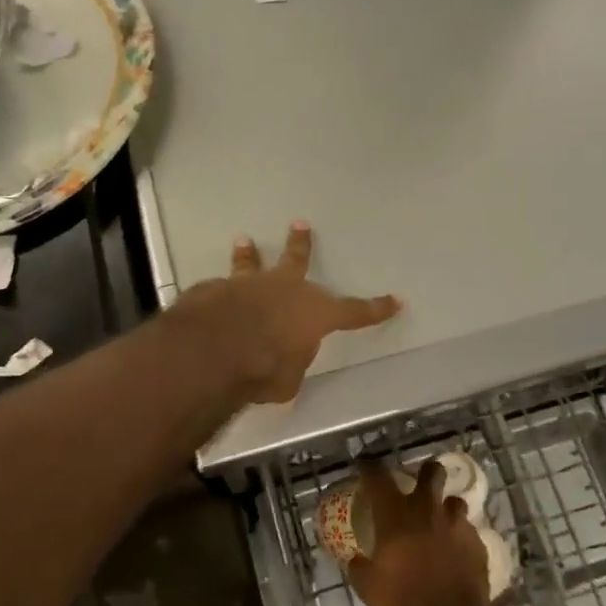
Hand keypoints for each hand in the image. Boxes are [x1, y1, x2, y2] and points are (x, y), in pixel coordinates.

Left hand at [175, 222, 399, 404]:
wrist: (216, 347)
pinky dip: (218, 291)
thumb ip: (290, 365)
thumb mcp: (288, 380)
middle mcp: (285, 290)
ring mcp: (249, 286)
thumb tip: (283, 362)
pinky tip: (210, 292)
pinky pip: (220, 289)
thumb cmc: (265, 368)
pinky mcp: (216, 291)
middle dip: (301, 245)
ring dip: (249, 255)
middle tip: (300, 225)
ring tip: (244, 240)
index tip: (395, 301)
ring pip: (252, 265)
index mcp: (315, 313)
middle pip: (297, 262)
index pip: (355, 312)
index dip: (376, 309)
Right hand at [348, 459, 490, 605]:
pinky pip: (469, 533)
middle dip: (427, 472)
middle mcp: (427, 510)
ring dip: (447, 509)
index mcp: (395, 514)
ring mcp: (456, 526)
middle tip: (420, 484)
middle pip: (431, 472)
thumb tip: (355, 559)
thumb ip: (360, 566)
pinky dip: (461, 539)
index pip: (378, 475)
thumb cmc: (401, 603)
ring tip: (441, 524)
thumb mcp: (367, 587)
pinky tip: (457, 555)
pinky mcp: (478, 546)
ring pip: (455, 501)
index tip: (366, 464)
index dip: (370, 466)